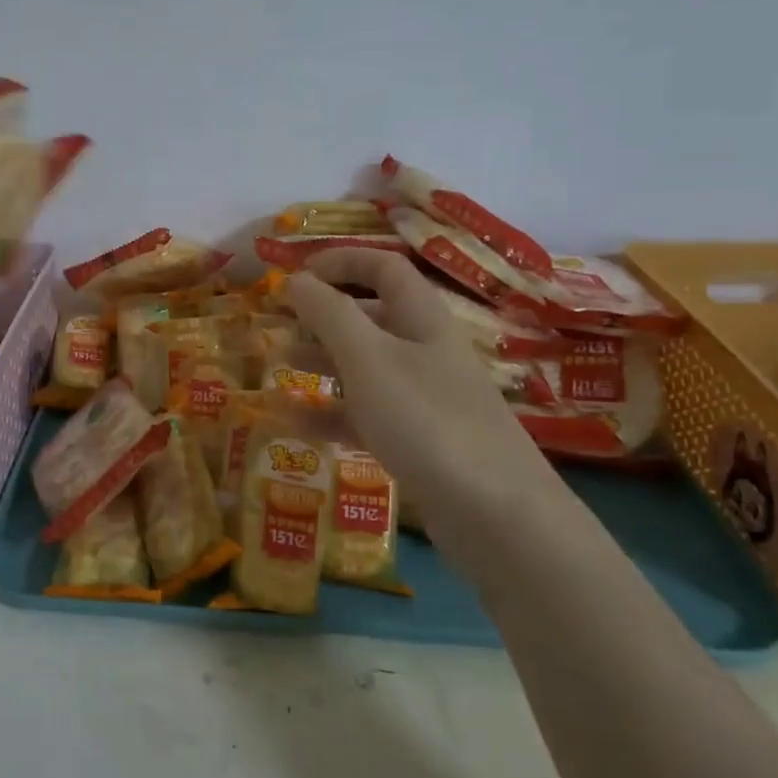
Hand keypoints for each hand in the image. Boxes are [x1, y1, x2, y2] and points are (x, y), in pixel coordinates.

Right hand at [286, 249, 575, 567]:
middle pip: (371, 316)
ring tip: (279, 367)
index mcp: (421, 319)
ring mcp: (424, 399)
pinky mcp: (419, 441)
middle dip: (323, 316)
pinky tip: (295, 421)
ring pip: (365, 367)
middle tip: (280, 327)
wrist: (497, 516)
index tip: (295, 276)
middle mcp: (425, 351)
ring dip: (322, 361)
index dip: (340, 262)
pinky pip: (367, 414)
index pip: (383, 268)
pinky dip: (332, 412)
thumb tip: (295, 279)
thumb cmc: (427, 420)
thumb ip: (328, 314)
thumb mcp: (368, 359)